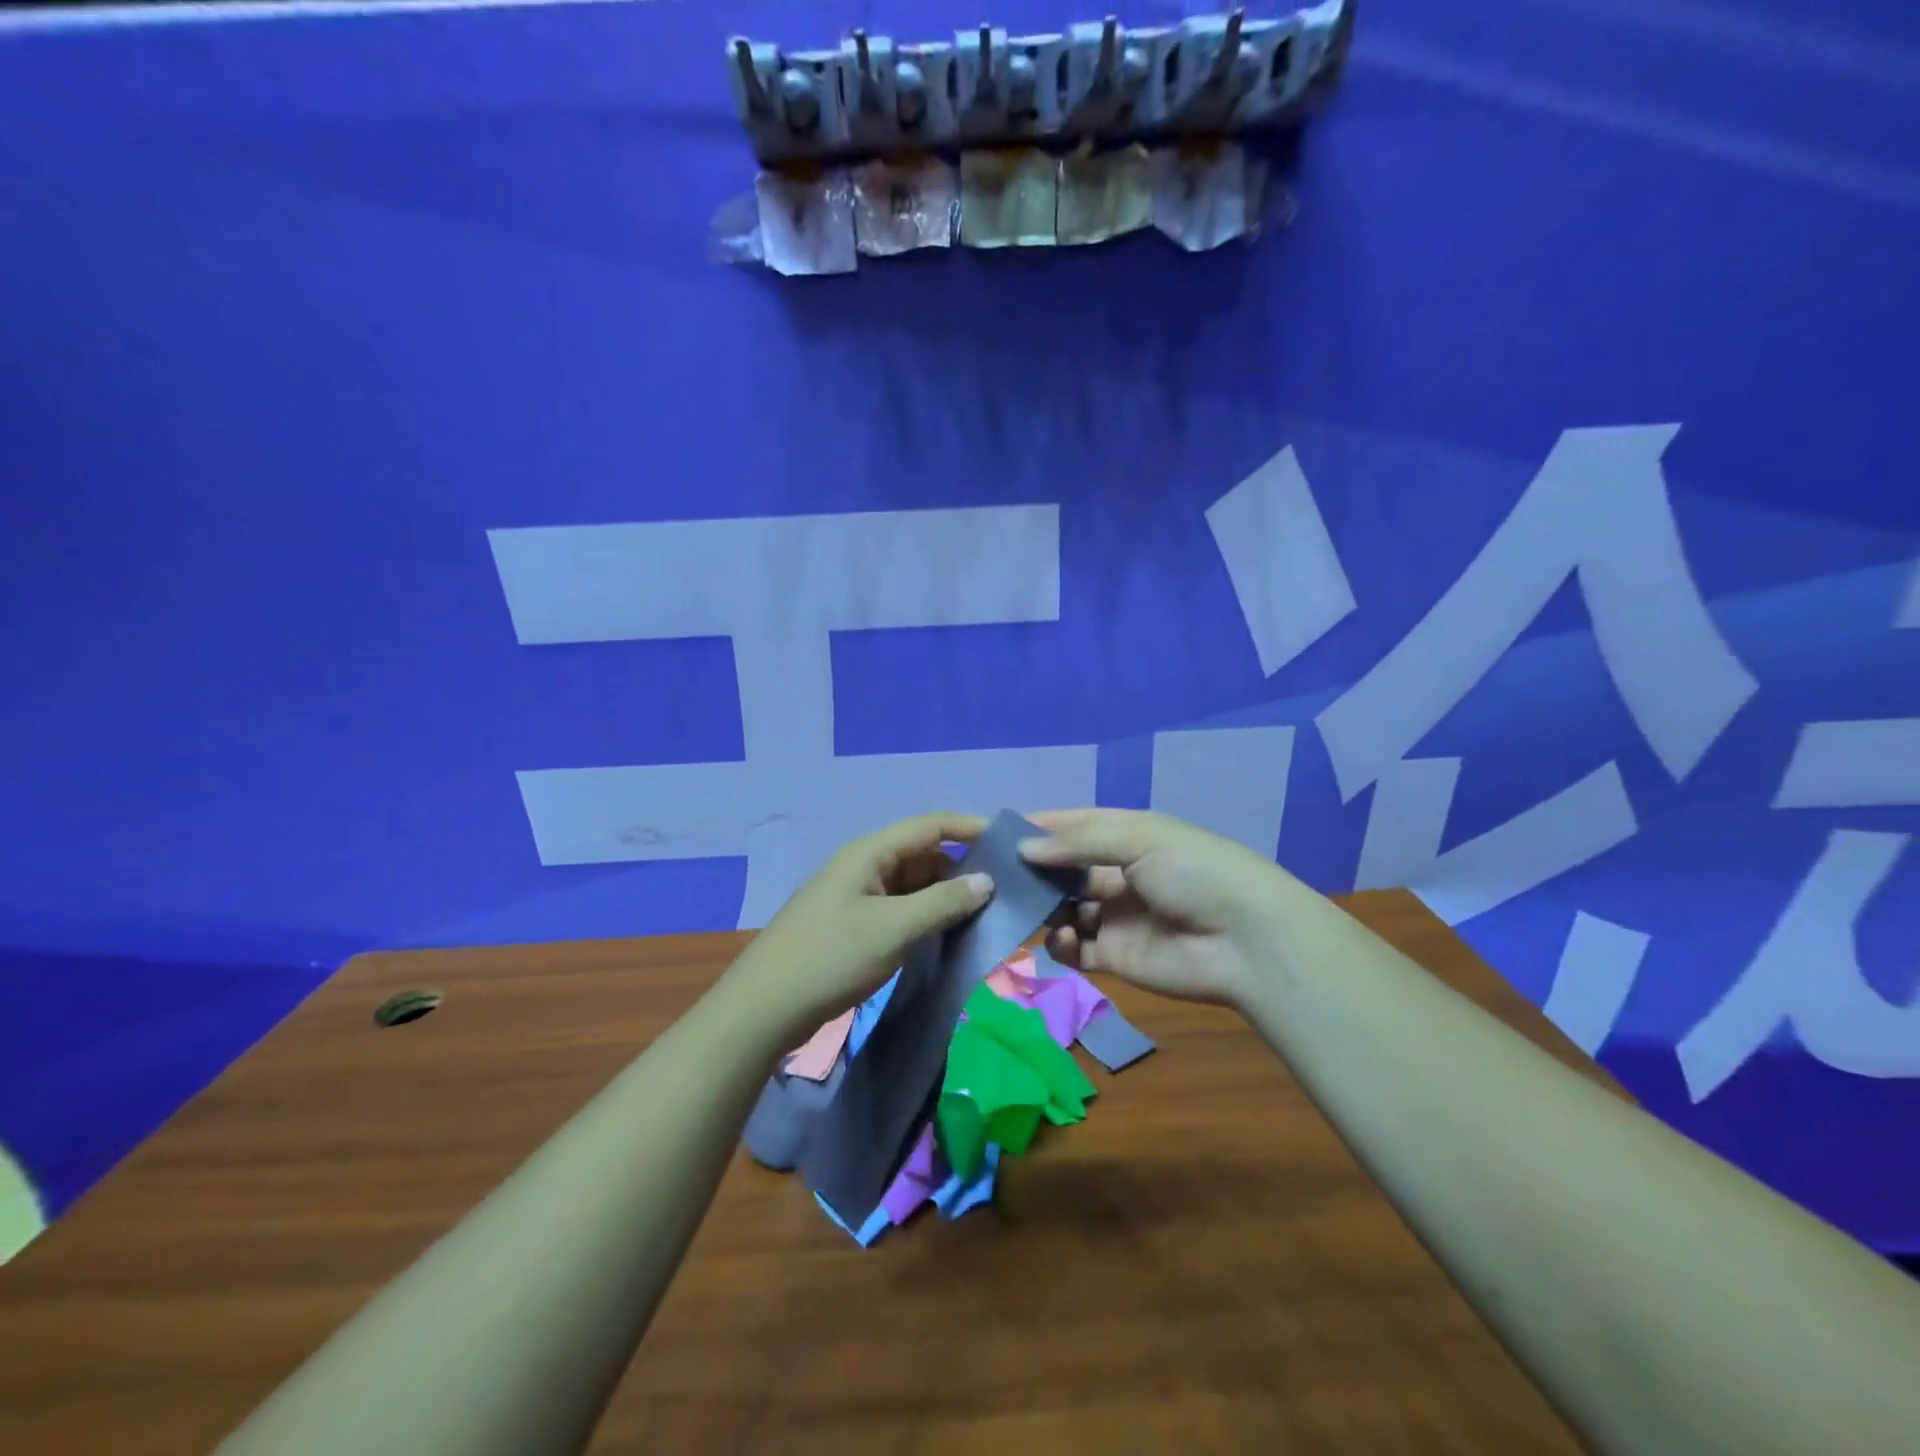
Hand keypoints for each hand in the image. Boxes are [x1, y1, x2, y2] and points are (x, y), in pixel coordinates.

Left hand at [726, 813, 995, 1043]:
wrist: (764, 1008)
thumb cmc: (832, 957)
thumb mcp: (894, 928)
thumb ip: (943, 902)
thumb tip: (986, 880)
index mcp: (870, 853)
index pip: (931, 825)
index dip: (971, 829)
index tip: (1010, 845)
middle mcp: (864, 866)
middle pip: (923, 855)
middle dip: (962, 869)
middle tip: (1003, 893)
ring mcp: (857, 897)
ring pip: (913, 886)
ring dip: (944, 898)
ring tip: (983, 917)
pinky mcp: (853, 926)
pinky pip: (899, 911)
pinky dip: (925, 918)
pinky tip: (946, 937)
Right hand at [1019, 808, 1298, 1008]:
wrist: (1247, 941)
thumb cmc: (1194, 872)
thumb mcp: (1140, 838)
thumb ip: (1078, 842)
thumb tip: (1024, 848)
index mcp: (1126, 836)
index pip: (1072, 827)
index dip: (1037, 828)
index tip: (994, 832)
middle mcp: (1117, 873)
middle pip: (1062, 870)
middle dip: (1032, 871)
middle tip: (993, 877)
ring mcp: (1115, 917)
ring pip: (1064, 909)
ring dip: (1043, 908)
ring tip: (1021, 909)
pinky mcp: (1116, 957)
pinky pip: (1076, 949)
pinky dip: (1062, 944)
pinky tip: (1063, 938)